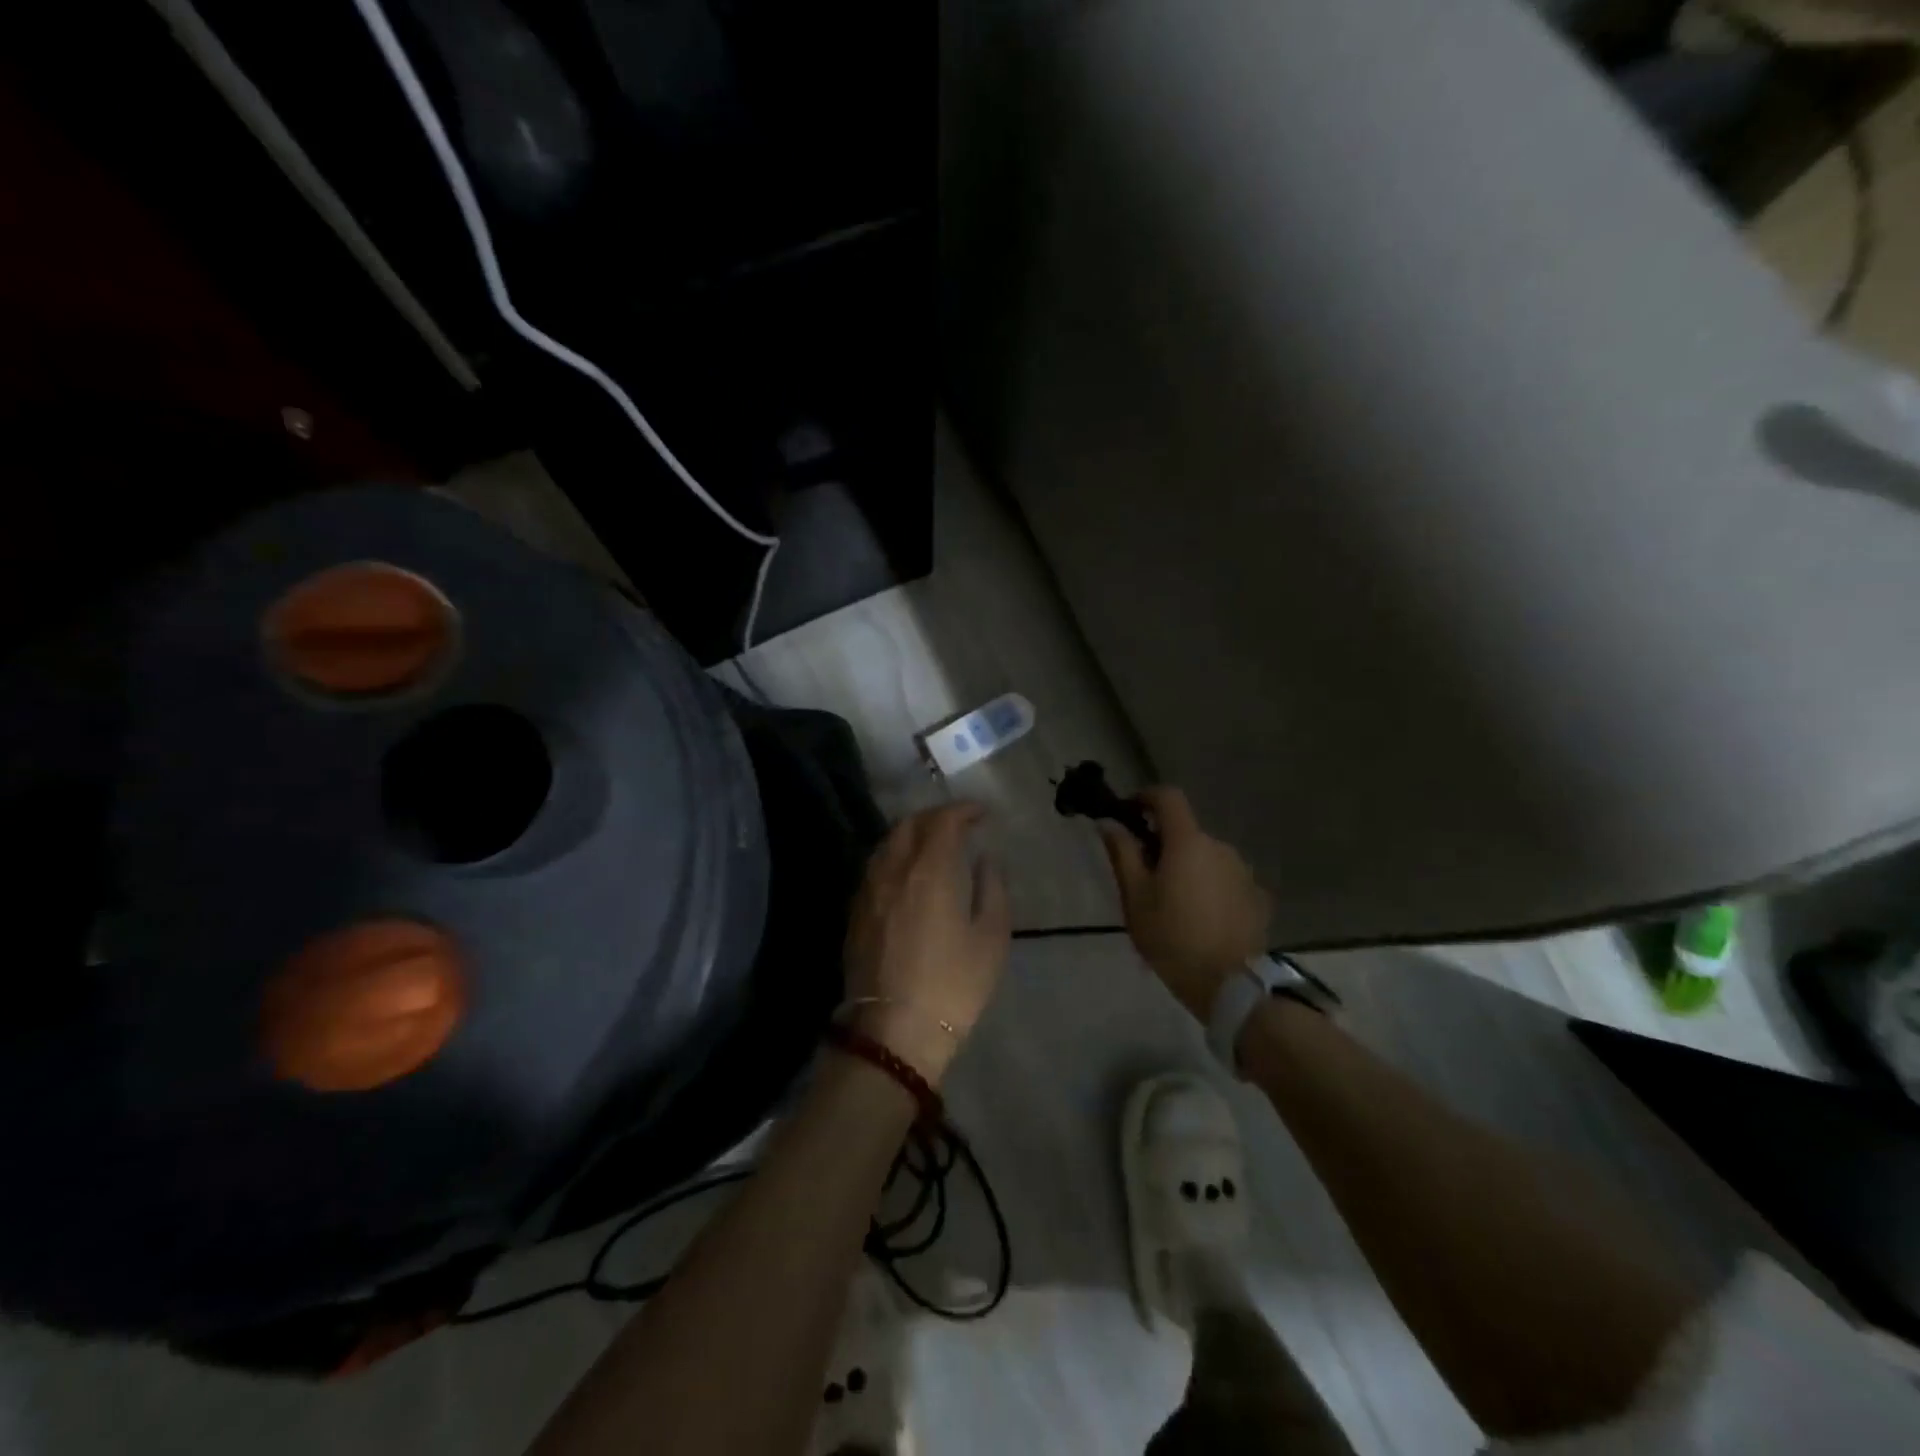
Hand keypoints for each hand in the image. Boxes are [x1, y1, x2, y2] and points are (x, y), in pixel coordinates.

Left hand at [843, 802, 1010, 1084]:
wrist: (893, 1032)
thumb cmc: (952, 986)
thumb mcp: (991, 939)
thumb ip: (992, 890)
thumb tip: (986, 860)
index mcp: (929, 870)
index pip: (943, 821)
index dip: (963, 810)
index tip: (982, 813)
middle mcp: (893, 870)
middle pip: (909, 824)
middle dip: (935, 816)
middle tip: (959, 824)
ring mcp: (868, 890)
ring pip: (887, 844)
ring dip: (911, 833)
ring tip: (933, 844)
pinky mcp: (855, 912)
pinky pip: (875, 867)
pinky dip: (894, 856)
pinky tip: (908, 873)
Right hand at [1100, 786, 1270, 1020]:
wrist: (1230, 984)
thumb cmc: (1173, 938)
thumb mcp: (1135, 898)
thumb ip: (1123, 854)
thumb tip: (1110, 824)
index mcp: (1188, 842)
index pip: (1168, 797)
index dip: (1146, 797)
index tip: (1130, 813)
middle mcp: (1220, 846)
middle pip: (1186, 832)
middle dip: (1164, 844)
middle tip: (1145, 876)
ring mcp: (1242, 871)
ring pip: (1206, 856)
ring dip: (1189, 867)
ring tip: (1174, 903)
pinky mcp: (1256, 896)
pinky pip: (1225, 879)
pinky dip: (1210, 887)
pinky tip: (1201, 917)